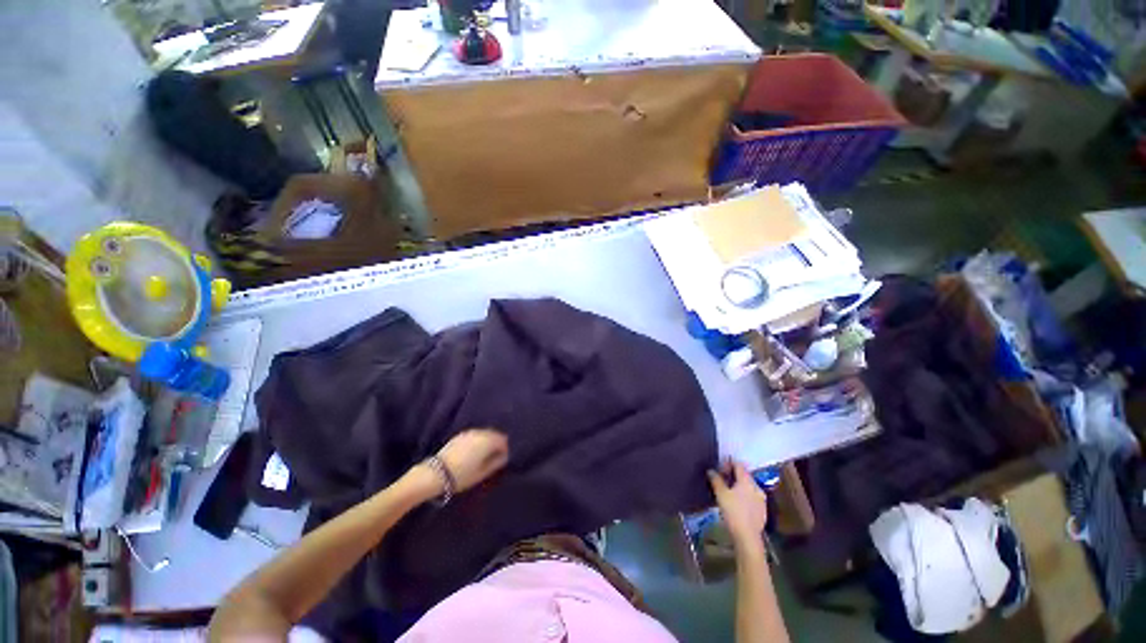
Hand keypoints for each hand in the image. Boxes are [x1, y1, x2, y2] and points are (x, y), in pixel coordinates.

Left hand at [436, 428, 509, 492]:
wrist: (438, 473)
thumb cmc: (464, 475)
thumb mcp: (484, 472)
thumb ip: (496, 462)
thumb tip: (504, 457)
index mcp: (487, 441)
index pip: (503, 440)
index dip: (505, 450)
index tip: (504, 460)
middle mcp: (478, 433)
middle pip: (493, 434)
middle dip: (496, 444)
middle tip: (496, 457)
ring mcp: (466, 433)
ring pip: (483, 434)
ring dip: (487, 442)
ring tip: (485, 455)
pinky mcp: (457, 436)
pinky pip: (473, 436)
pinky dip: (477, 441)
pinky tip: (475, 452)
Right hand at [708, 461, 768, 550]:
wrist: (747, 534)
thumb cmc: (733, 513)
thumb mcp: (721, 496)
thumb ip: (717, 482)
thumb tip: (711, 470)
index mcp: (747, 480)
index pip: (739, 464)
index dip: (729, 464)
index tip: (719, 469)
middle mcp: (756, 485)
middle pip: (745, 475)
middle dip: (733, 476)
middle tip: (722, 482)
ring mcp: (761, 497)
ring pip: (749, 487)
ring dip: (739, 487)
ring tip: (729, 495)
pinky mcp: (762, 508)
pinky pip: (753, 497)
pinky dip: (745, 497)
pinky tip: (738, 506)